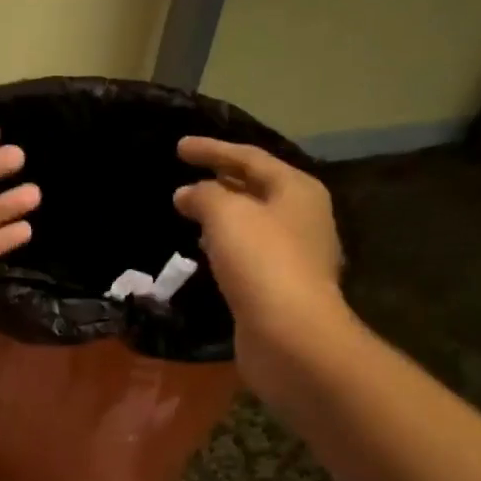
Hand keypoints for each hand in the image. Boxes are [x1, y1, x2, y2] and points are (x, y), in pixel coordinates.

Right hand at [173, 137, 348, 376]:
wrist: (289, 334)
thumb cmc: (261, 262)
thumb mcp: (226, 215)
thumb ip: (204, 196)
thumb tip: (187, 193)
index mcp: (296, 190)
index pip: (250, 158)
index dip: (212, 150)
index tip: (178, 147)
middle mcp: (302, 217)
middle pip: (256, 188)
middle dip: (220, 181)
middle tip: (185, 176)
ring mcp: (294, 255)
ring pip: (251, 223)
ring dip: (221, 215)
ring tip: (189, 212)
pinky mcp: (280, 287)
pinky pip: (247, 254)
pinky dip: (224, 245)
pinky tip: (204, 251)